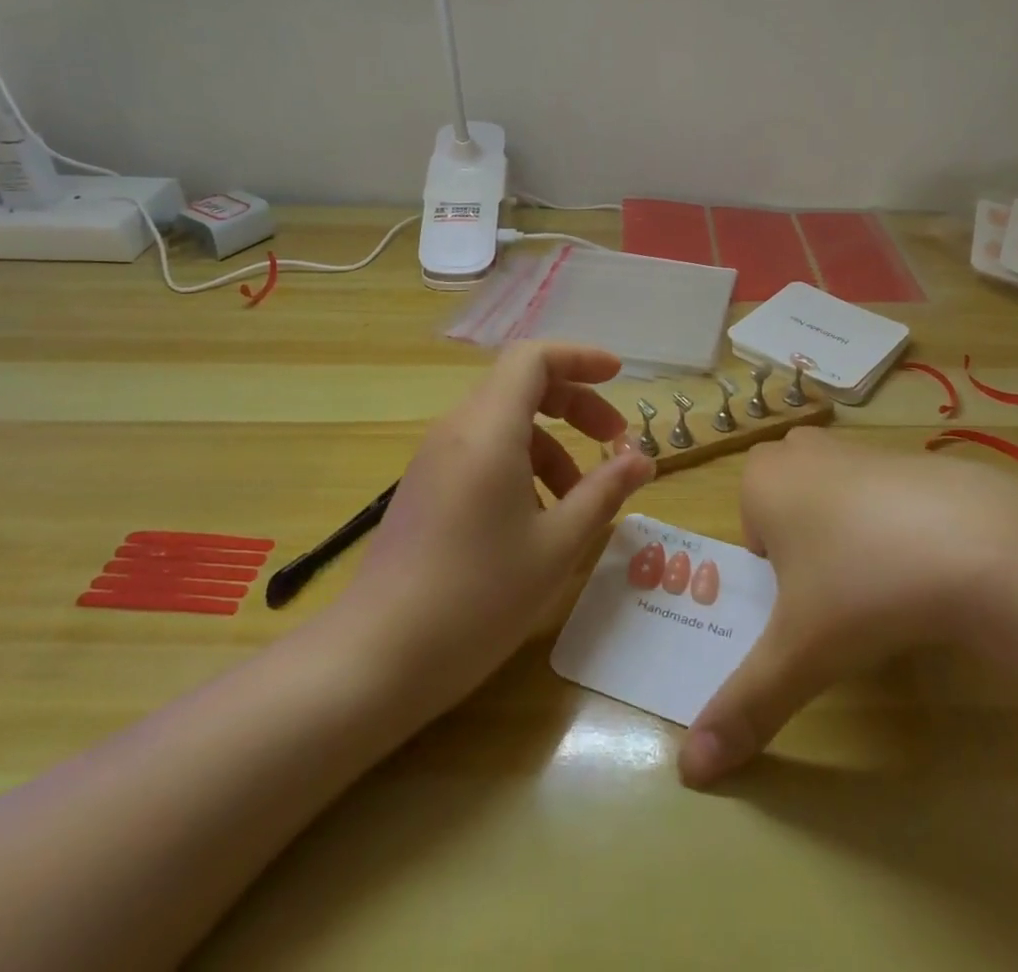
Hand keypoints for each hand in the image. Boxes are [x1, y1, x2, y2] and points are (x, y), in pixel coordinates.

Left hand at [340, 341, 654, 707]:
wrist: (376, 659)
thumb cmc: (477, 597)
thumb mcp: (556, 546)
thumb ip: (603, 493)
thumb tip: (641, 460)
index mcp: (488, 429)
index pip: (534, 358)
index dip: (580, 357)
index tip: (618, 378)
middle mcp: (457, 429)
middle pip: (522, 386)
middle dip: (575, 405)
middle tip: (614, 442)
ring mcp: (435, 458)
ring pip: (503, 423)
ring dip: (551, 444)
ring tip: (581, 499)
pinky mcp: (425, 487)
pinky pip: (482, 452)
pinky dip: (521, 466)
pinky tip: (537, 521)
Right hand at [679, 428, 1017, 785]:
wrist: (977, 542)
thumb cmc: (862, 586)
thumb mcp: (800, 654)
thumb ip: (745, 706)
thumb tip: (691, 770)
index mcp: (763, 480)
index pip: (750, 529)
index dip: (775, 573)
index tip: (808, 603)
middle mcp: (804, 451)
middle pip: (790, 504)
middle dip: (805, 545)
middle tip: (839, 591)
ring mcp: (860, 447)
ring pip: (836, 494)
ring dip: (849, 533)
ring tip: (885, 582)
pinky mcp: (913, 456)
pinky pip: (887, 492)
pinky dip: (897, 523)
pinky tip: (930, 564)